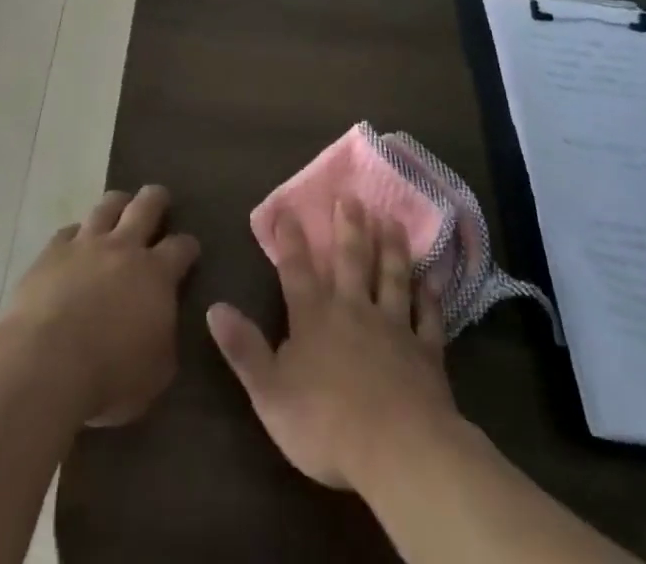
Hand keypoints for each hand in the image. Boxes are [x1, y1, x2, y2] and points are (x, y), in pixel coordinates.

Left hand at [2, 184, 200, 426]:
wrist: (46, 361)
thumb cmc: (109, 376)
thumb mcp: (156, 373)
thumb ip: (164, 340)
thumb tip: (163, 326)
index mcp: (156, 274)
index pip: (181, 247)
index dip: (188, 246)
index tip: (190, 249)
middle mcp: (124, 248)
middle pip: (146, 206)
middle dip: (156, 199)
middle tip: (159, 198)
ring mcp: (86, 244)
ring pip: (107, 206)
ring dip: (117, 203)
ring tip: (120, 204)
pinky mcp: (52, 251)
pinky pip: (68, 231)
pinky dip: (76, 234)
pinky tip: (75, 242)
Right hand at [207, 197, 457, 491]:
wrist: (398, 449)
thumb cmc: (325, 423)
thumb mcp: (270, 391)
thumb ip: (243, 348)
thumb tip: (214, 307)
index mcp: (313, 317)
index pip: (296, 269)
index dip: (290, 239)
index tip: (288, 208)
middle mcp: (353, 310)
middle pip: (350, 260)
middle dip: (348, 226)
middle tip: (351, 196)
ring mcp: (393, 327)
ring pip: (391, 277)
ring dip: (390, 248)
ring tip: (391, 219)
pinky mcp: (426, 352)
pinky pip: (429, 317)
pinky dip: (430, 297)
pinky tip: (432, 279)